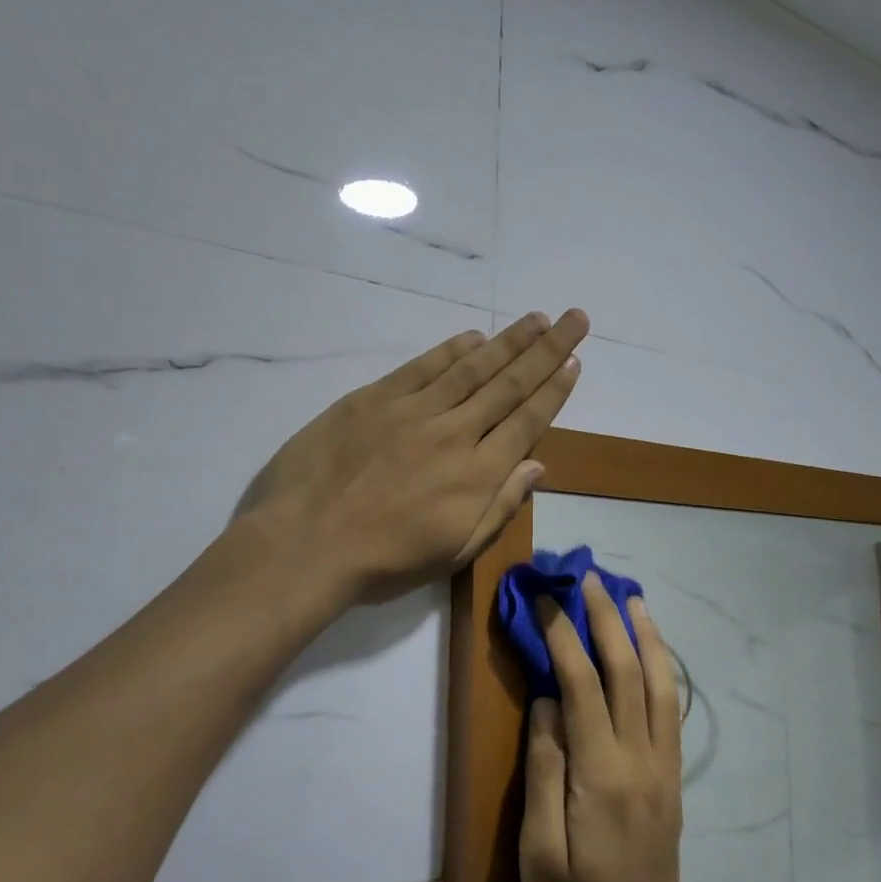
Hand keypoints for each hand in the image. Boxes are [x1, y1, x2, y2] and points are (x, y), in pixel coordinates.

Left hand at [235, 309, 588, 604]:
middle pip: (509, 385)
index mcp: (477, 475)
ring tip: (537, 318)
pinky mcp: (374, 399)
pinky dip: (451, 350)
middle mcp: (454, 434)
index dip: (555, 390)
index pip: (527, 422)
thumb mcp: (453, 552)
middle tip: (574, 318)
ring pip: (472, 368)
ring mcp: (413, 411)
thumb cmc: (382, 563)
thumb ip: (499, 506)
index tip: (575, 362)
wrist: (304, 545)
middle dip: (547, 350)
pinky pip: (423, 367)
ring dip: (509, 342)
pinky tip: (475, 337)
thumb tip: (537, 466)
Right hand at [521, 574, 714, 881]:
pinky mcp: (672, 782)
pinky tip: (653, 652)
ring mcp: (664, 770)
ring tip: (631, 596)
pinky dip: (663, 670)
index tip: (545, 598)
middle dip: (606, 618)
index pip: (582, 684)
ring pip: (661, 685)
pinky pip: (672, 711)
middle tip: (589, 576)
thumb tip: (548, 701)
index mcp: (601, 776)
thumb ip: (544, 768)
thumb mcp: (537, 851)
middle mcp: (641, 762)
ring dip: (646, 635)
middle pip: (627, 672)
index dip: (563, 635)